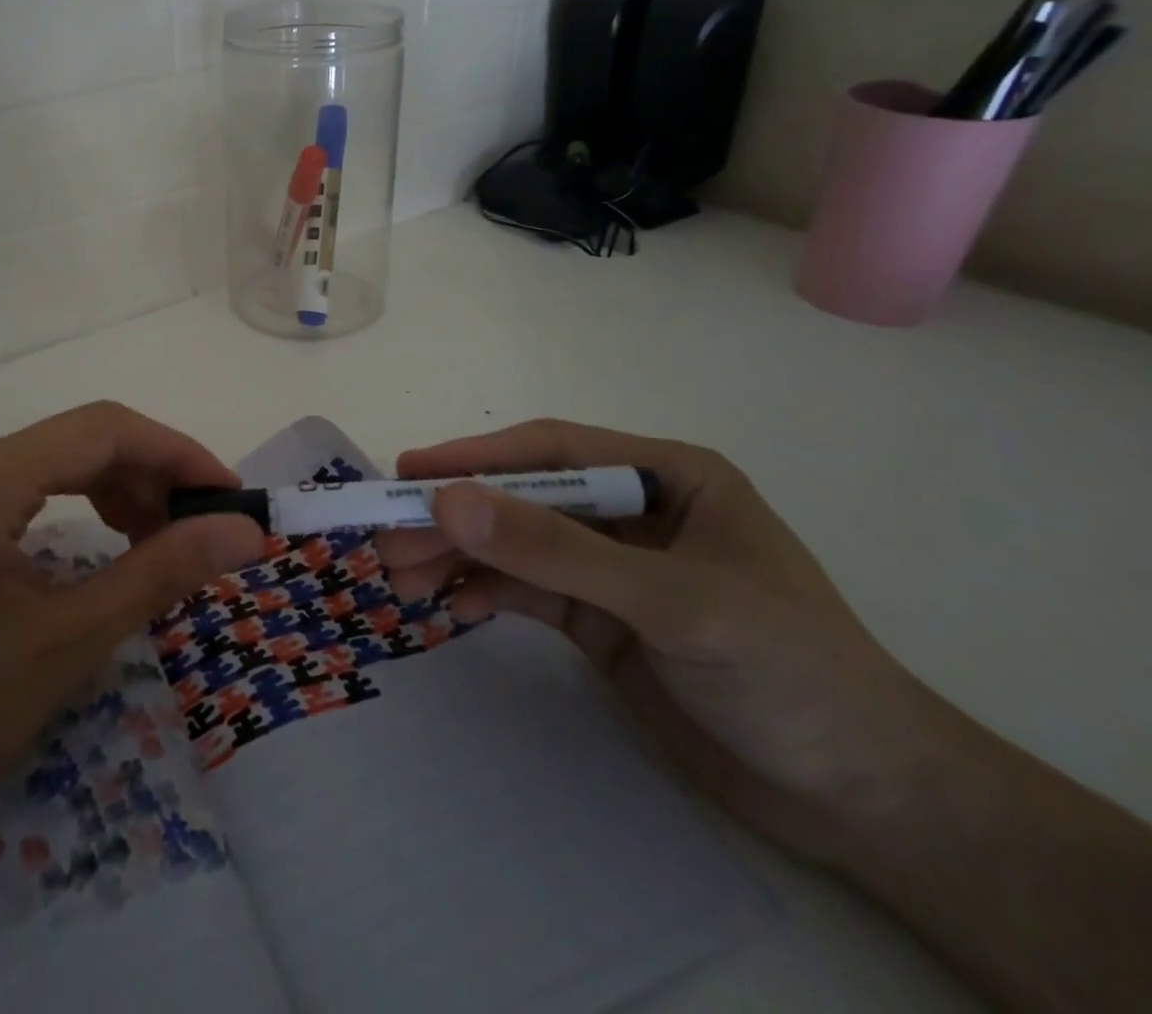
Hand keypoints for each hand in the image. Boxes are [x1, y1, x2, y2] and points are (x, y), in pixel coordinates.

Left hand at [0, 402, 266, 866]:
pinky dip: (76, 504)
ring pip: (55, 460)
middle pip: (80, 440)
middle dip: (151, 476)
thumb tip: (244, 530)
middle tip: (202, 528)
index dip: (178, 454)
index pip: (104, 430)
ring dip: (117, 490)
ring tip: (159, 540)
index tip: (230, 496)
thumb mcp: (69, 640)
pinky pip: (26, 484)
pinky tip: (104, 539)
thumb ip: (162, 572)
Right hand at [377, 419, 954, 865]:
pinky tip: (451, 609)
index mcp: (665, 474)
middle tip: (386, 543)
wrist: (865, 801)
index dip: (475, 457)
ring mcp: (611, 566)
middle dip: (454, 518)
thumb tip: (447, 504)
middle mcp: (631, 509)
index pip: (551, 449)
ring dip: (457, 558)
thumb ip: (556, 550)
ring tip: (402, 582)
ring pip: (514, 545)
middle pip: (521, 498)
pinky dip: (483, 594)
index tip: (406, 472)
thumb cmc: (790, 673)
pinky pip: (525, 590)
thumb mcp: (671, 602)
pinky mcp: (599, 618)